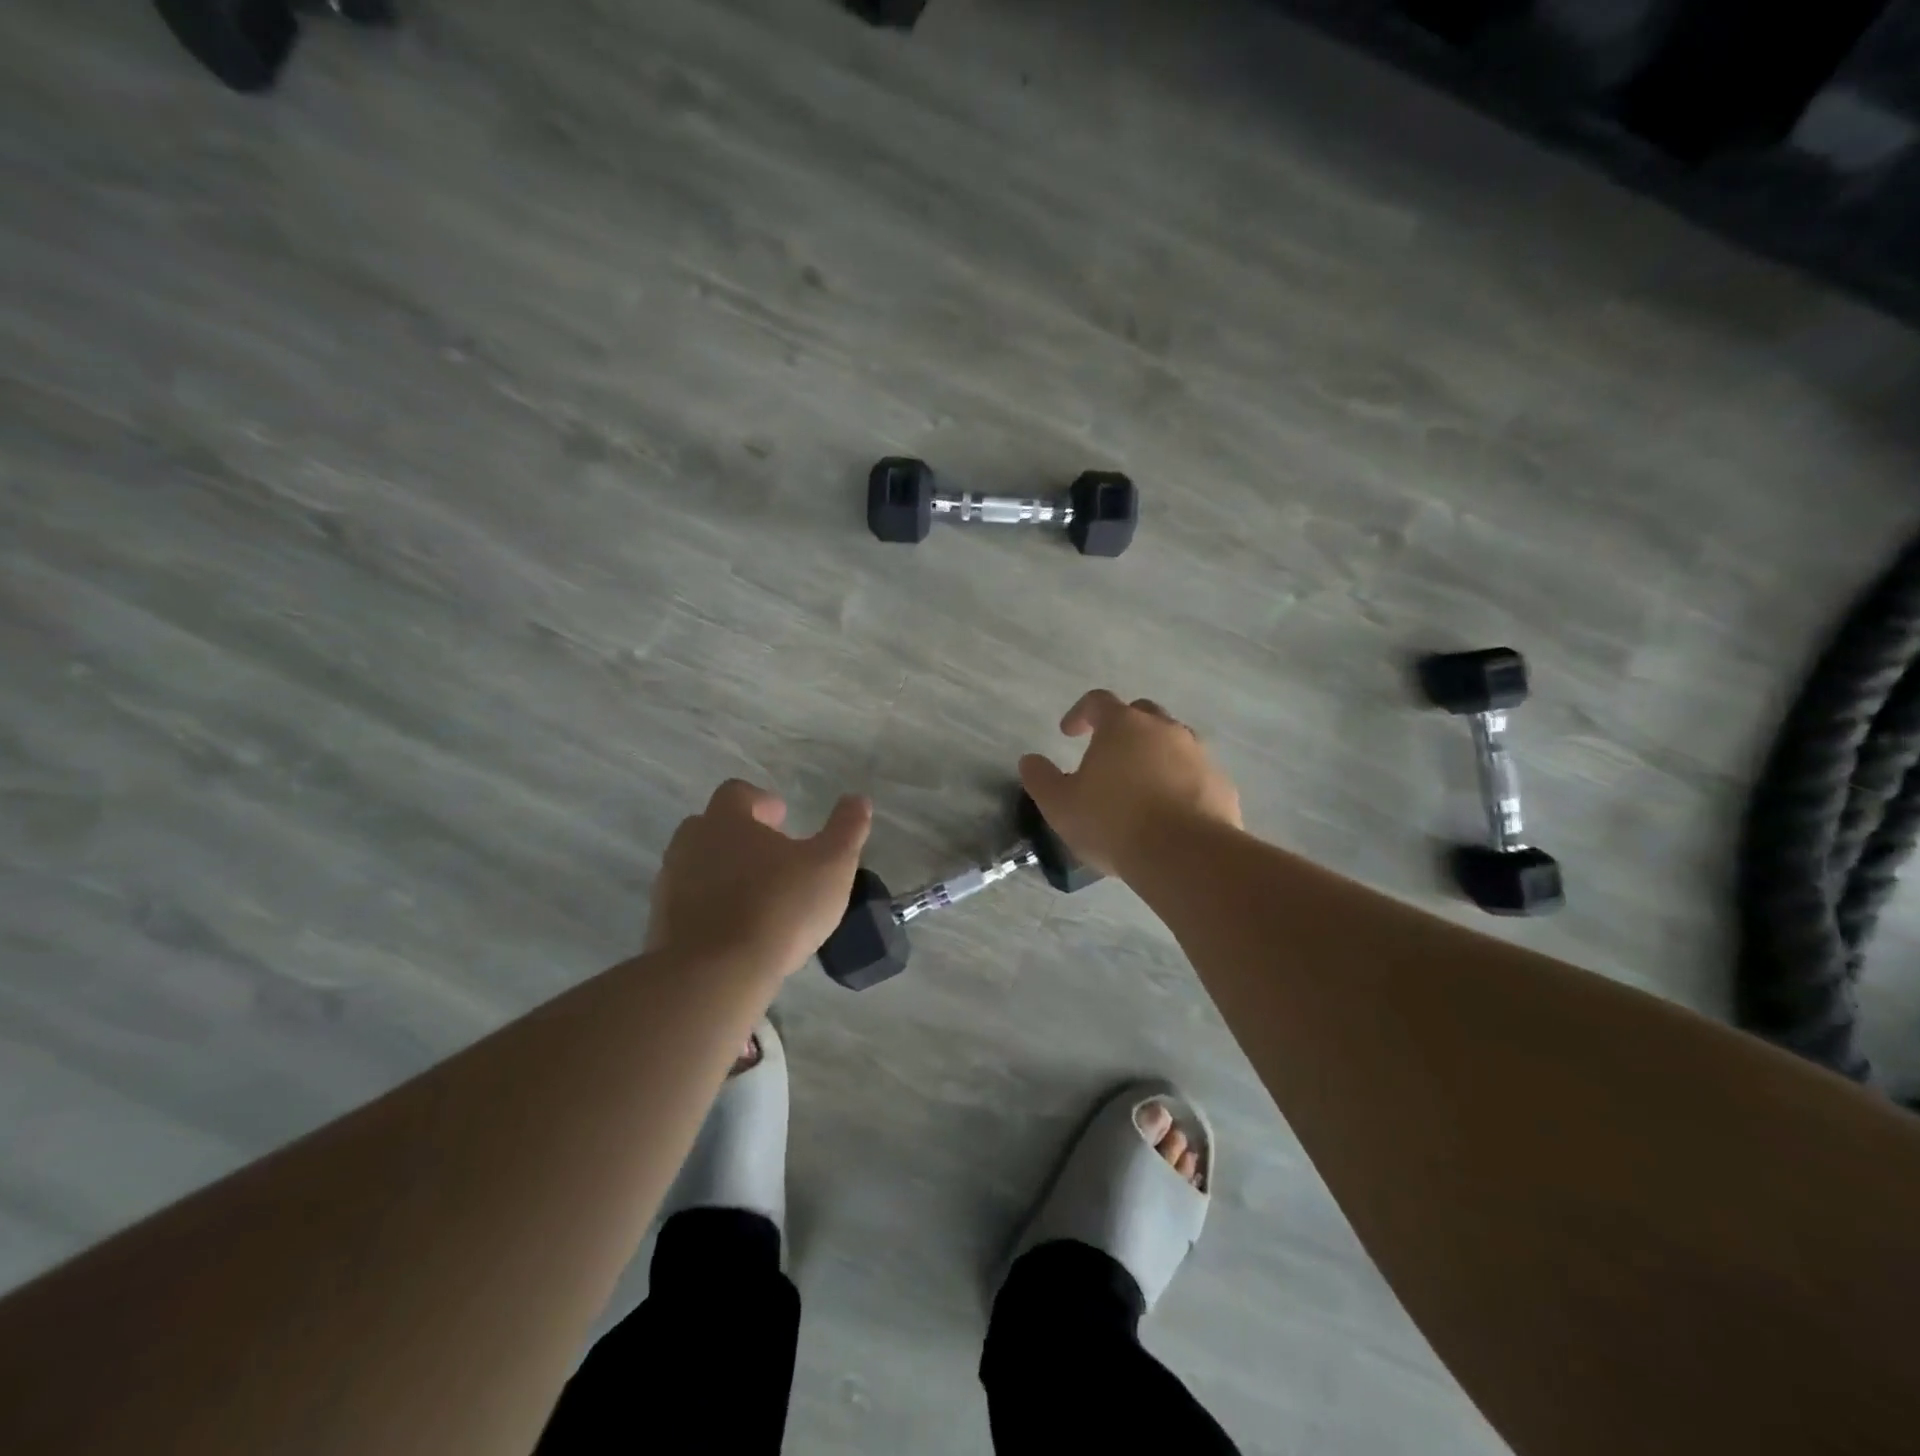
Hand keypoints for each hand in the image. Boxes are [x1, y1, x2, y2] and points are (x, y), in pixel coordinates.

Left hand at [647, 780, 872, 978]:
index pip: (737, 793)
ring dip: (724, 872)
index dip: (761, 801)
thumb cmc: (779, 907)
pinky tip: (737, 930)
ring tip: (757, 896)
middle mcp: (691, 843)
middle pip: (711, 826)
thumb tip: (857, 799)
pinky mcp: (661, 925)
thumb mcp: (831, 865)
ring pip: (698, 866)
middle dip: (740, 836)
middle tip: (772, 857)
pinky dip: (711, 908)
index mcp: (726, 820)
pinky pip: (689, 904)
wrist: (715, 975)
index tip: (782, 818)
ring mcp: (670, 884)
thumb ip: (847, 829)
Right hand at [1019, 690, 1241, 876]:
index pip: (1098, 701)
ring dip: (1154, 755)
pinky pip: (1195, 774)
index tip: (1069, 733)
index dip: (1080, 714)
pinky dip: (1180, 783)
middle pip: (1142, 713)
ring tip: (1140, 787)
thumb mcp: (1060, 805)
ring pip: (1174, 742)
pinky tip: (1169, 812)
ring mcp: (1198, 754)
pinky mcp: (1221, 784)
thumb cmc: (1113, 822)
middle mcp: (1164, 729)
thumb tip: (1030, 761)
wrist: (1185, 855)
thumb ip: (1041, 779)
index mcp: (1123, 725)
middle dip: (1123, 728)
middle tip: (1108, 754)